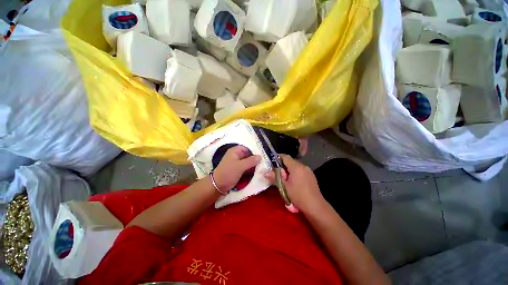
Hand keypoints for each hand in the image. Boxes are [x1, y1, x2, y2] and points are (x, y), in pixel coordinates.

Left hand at [213, 145, 260, 191]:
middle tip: (265, 161)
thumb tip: (260, 156)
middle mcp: (236, 155)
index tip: (263, 155)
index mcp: (235, 151)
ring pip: (248, 161)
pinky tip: (258, 170)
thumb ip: (251, 161)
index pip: (247, 148)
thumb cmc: (228, 173)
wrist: (218, 186)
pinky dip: (251, 168)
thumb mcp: (240, 166)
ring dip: (254, 164)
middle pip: (248, 155)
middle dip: (255, 158)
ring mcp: (237, 163)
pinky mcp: (238, 169)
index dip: (255, 151)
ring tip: (263, 166)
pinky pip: (246, 167)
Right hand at [264, 155, 324, 212]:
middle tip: (276, 172)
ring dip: (289, 169)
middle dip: (282, 165)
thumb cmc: (298, 195)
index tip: (271, 161)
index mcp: (296, 167)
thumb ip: (275, 177)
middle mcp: (303, 166)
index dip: (277, 157)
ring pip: (295, 166)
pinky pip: (300, 170)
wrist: (315, 206)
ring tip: (284, 178)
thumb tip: (265, 172)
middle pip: (290, 161)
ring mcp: (308, 171)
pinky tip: (293, 181)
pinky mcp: (311, 176)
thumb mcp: (284, 187)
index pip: (285, 157)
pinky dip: (295, 172)